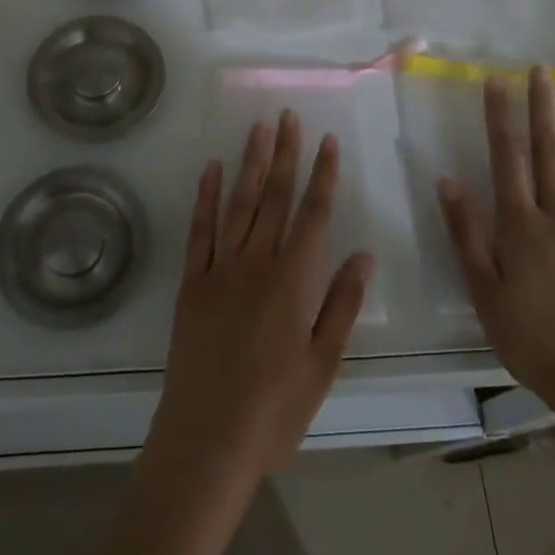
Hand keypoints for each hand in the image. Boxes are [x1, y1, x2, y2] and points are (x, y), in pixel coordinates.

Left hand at [149, 109, 373, 483]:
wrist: (207, 439)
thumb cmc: (274, 410)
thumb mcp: (323, 365)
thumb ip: (341, 305)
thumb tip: (362, 254)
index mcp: (293, 281)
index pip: (313, 214)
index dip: (322, 175)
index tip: (327, 141)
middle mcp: (257, 263)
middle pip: (274, 197)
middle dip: (285, 154)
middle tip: (288, 115)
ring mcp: (220, 268)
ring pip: (239, 203)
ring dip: (250, 163)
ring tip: (259, 128)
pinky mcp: (192, 282)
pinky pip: (199, 229)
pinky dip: (205, 196)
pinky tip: (211, 168)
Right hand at [436, 69, 554, 415]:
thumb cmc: (529, 338)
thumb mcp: (483, 290)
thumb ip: (467, 233)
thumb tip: (448, 181)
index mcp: (519, 226)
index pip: (507, 160)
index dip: (500, 119)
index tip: (497, 82)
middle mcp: (554, 218)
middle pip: (546, 154)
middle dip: (540, 110)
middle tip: (539, 71)